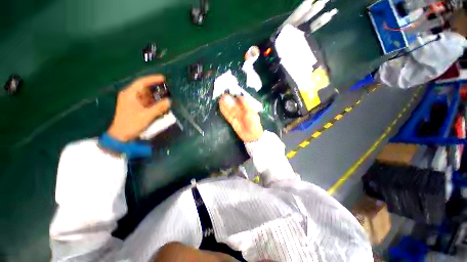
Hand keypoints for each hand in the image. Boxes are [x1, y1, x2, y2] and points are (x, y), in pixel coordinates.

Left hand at [107, 75, 170, 141]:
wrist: (121, 136)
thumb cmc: (132, 124)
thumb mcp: (147, 115)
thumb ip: (159, 108)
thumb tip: (169, 101)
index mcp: (130, 94)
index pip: (141, 82)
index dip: (153, 79)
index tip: (163, 78)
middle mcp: (130, 95)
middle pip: (144, 88)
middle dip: (156, 89)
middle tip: (167, 89)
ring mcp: (132, 102)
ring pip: (146, 95)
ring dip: (155, 96)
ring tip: (166, 97)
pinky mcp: (135, 108)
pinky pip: (146, 102)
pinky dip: (153, 102)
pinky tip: (160, 105)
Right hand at [219, 94, 262, 141]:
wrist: (252, 136)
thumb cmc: (254, 123)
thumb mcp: (251, 113)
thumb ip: (245, 104)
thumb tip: (239, 96)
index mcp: (247, 108)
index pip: (241, 100)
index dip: (235, 95)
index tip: (231, 91)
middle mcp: (241, 111)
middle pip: (234, 104)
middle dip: (229, 99)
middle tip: (223, 95)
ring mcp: (236, 116)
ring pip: (230, 109)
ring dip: (225, 104)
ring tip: (221, 99)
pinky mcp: (232, 121)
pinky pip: (228, 115)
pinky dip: (224, 111)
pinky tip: (221, 106)